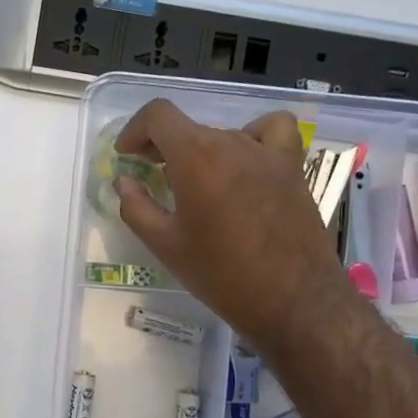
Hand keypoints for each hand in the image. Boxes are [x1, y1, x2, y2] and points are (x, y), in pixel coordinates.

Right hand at [113, 99, 349, 355]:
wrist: (292, 301)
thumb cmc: (221, 275)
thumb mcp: (166, 246)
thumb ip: (136, 207)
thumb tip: (124, 182)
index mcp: (196, 157)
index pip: (158, 116)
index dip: (135, 130)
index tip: (127, 156)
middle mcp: (232, 143)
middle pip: (189, 128)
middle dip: (163, 147)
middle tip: (152, 177)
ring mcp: (267, 153)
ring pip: (223, 135)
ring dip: (201, 151)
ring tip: (195, 181)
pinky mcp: (292, 168)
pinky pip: (273, 131)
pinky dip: (254, 136)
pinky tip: (245, 162)